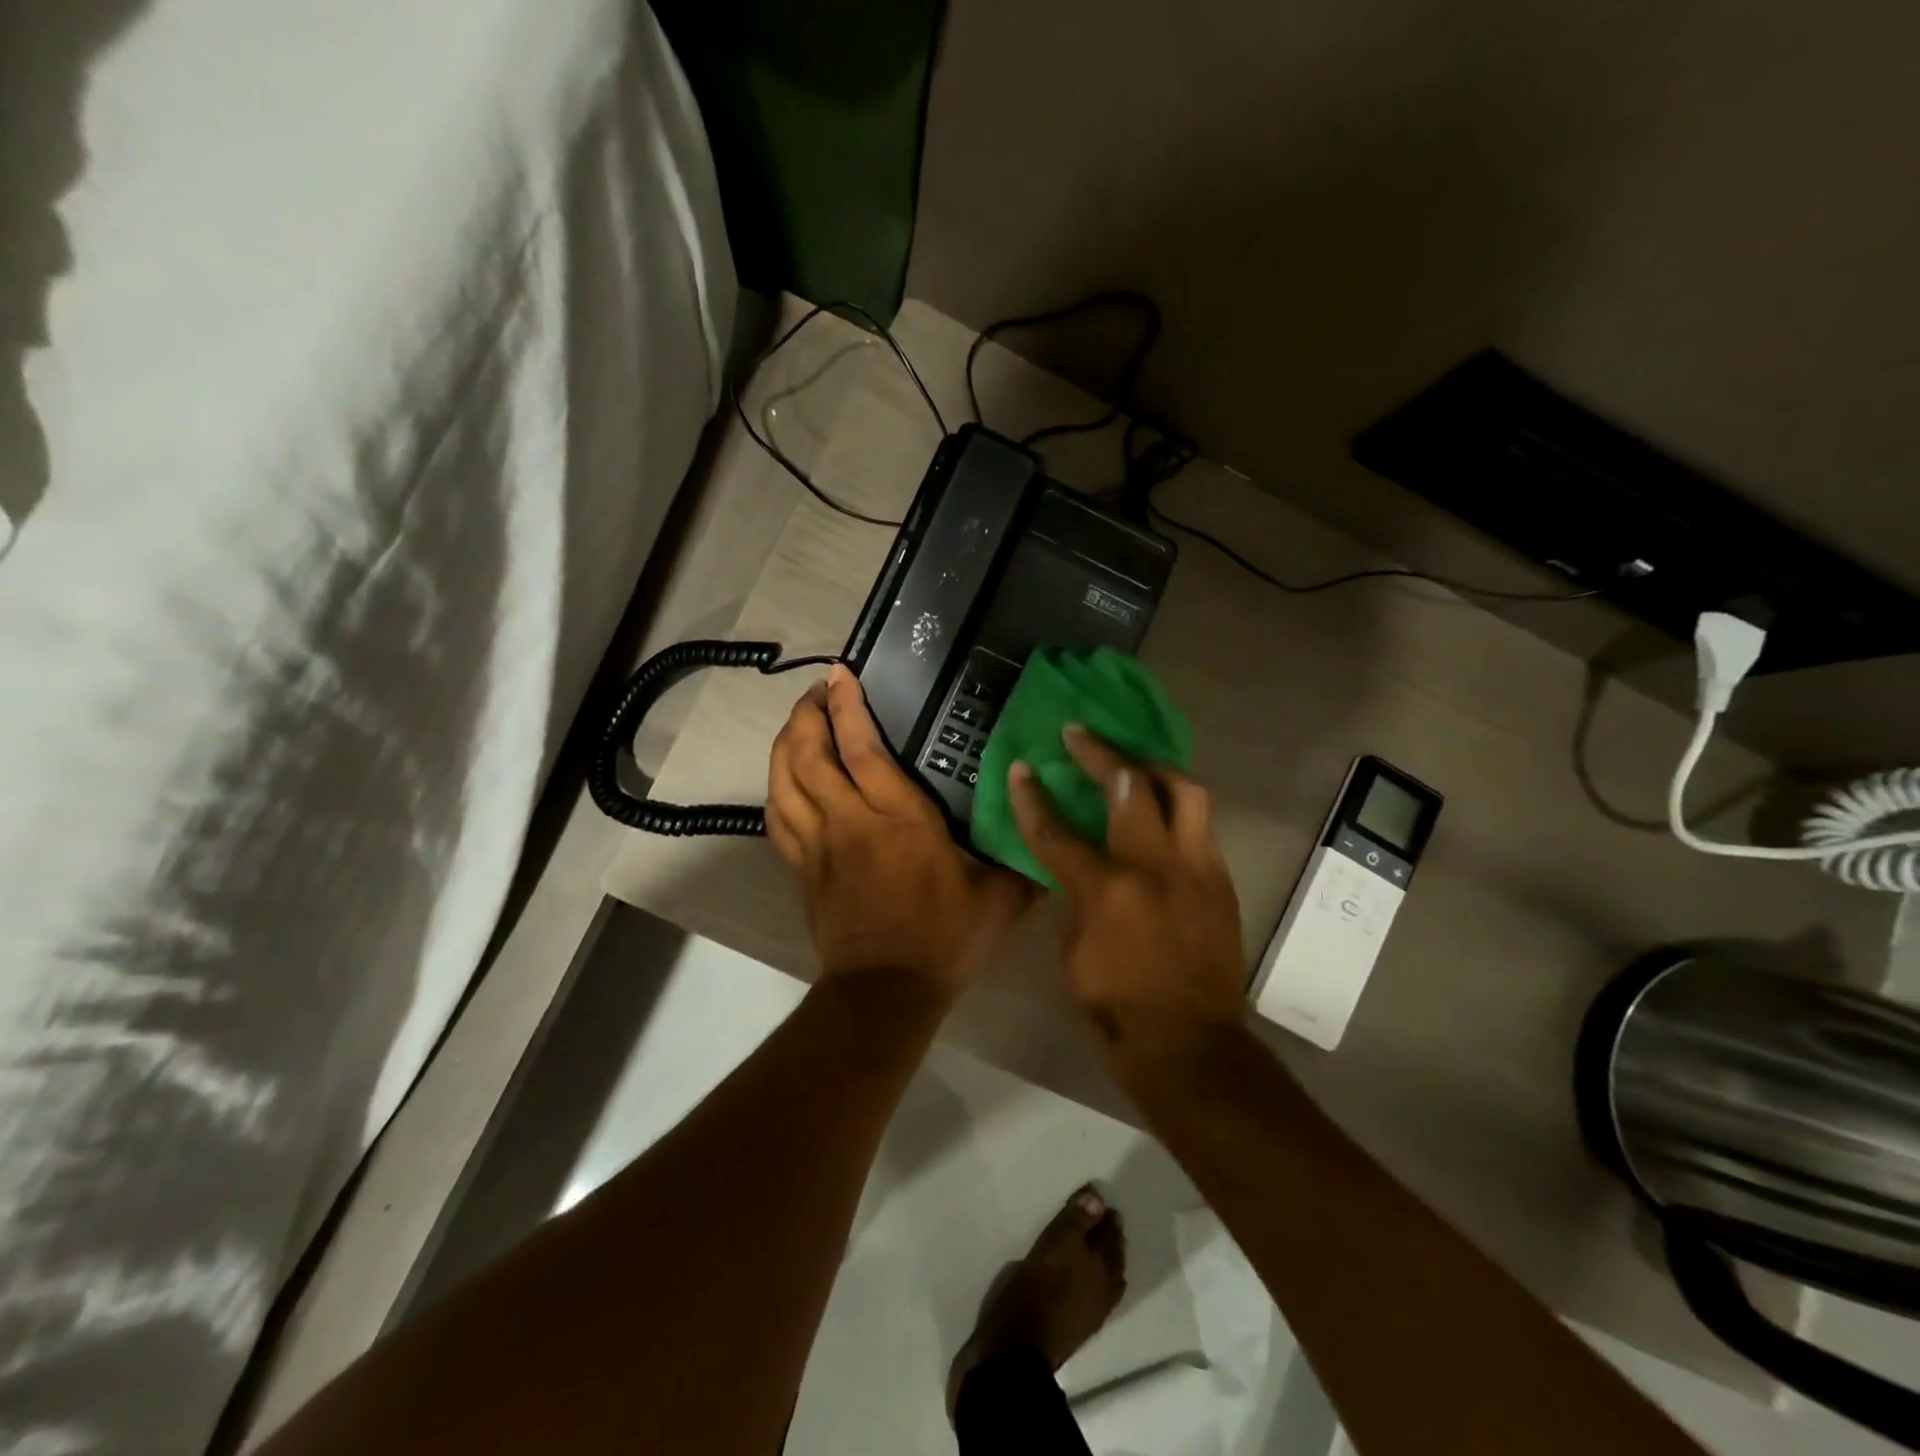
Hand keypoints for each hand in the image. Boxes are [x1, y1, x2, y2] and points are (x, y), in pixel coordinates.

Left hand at [768, 665, 1033, 997]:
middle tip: (816, 692)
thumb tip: (1044, 828)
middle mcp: (850, 822)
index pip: (862, 750)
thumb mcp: (1000, 899)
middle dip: (806, 715)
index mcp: (899, 820)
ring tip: (797, 724)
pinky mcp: (804, 870)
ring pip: (784, 783)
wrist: (886, 994)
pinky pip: (778, 818)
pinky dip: (777, 790)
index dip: (846, 708)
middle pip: (809, 756)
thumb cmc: (945, 940)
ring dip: (785, 745)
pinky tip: (784, 779)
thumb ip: (1021, 858)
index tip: (840, 675)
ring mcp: (819, 846)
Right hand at [1009, 726, 1245, 1058]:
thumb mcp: (1073, 952)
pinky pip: (1200, 825)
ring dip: (1154, 767)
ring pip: (1184, 791)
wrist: (1190, 1046)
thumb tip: (1080, 869)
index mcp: (1107, 889)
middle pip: (1130, 785)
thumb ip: (1076, 898)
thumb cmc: (1117, 1008)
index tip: (1020, 768)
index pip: (1058, 830)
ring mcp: (1196, 869)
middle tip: (1080, 736)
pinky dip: (1177, 807)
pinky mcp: (1220, 880)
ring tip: (1134, 762)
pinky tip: (1161, 811)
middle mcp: (1155, 866)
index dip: (1032, 797)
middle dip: (1101, 753)